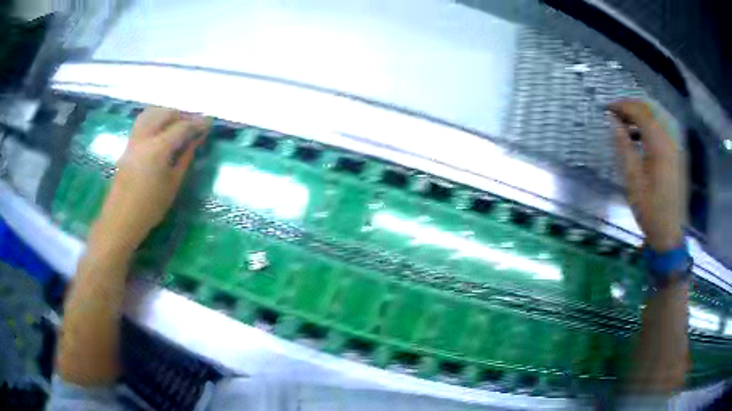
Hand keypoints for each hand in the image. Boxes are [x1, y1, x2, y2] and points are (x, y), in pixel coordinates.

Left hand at [90, 107, 209, 253]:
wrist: (121, 219)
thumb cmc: (150, 208)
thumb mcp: (173, 184)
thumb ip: (184, 158)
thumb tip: (196, 140)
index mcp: (158, 148)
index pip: (182, 127)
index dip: (197, 123)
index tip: (209, 122)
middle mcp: (145, 137)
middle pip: (166, 113)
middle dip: (182, 115)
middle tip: (194, 124)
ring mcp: (134, 139)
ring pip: (152, 113)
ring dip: (167, 113)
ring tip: (178, 123)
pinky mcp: (128, 145)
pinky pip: (142, 121)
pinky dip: (155, 117)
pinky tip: (161, 128)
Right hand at [609, 99, 684, 251]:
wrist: (670, 234)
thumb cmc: (650, 210)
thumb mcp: (633, 179)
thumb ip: (623, 146)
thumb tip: (611, 121)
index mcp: (659, 144)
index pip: (639, 111)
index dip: (621, 106)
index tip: (606, 109)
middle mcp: (670, 139)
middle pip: (650, 109)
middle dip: (631, 107)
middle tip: (614, 114)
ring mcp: (677, 146)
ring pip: (658, 117)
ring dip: (641, 115)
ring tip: (625, 125)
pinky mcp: (678, 154)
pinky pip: (664, 129)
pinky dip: (651, 127)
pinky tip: (642, 138)